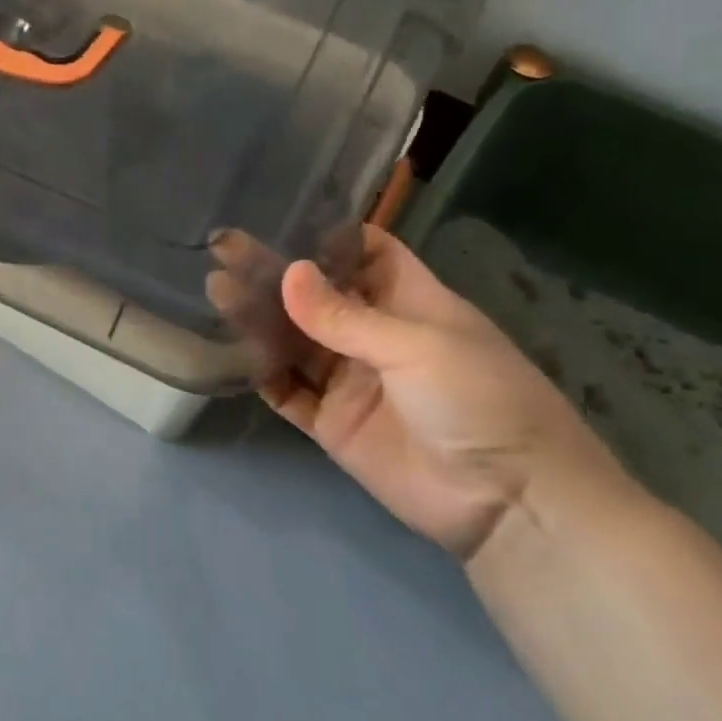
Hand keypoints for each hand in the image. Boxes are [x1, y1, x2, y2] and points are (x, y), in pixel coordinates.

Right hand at [256, 225, 627, 559]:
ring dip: (257, 319)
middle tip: (224, 252)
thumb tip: (286, 273)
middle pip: (317, 296)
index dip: (326, 236)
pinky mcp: (331, 422)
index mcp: (410, 303)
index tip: (277, 218)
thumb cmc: (480, 401)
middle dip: (274, 274)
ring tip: (214, 290)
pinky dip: (260, 372)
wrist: (507, 502)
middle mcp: (375, 336)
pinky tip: (228, 348)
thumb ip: (345, 317)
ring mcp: (350, 380)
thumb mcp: (417, 346)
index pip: (366, 254)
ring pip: (294, 340)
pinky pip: (287, 390)